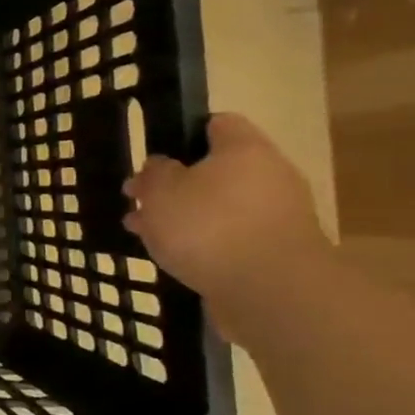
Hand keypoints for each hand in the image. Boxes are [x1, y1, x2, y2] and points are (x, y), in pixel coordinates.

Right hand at [122, 113, 329, 300]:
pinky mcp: (275, 251)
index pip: (216, 123)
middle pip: (215, 170)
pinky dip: (203, 242)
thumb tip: (162, 166)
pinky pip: (230, 236)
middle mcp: (269, 175)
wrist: (271, 291)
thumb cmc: (208, 226)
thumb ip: (155, 173)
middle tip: (138, 200)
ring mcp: (277, 215)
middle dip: (175, 184)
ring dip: (183, 216)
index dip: (182, 133)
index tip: (153, 154)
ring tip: (144, 232)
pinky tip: (173, 256)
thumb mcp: (161, 192)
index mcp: (244, 149)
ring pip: (218, 206)